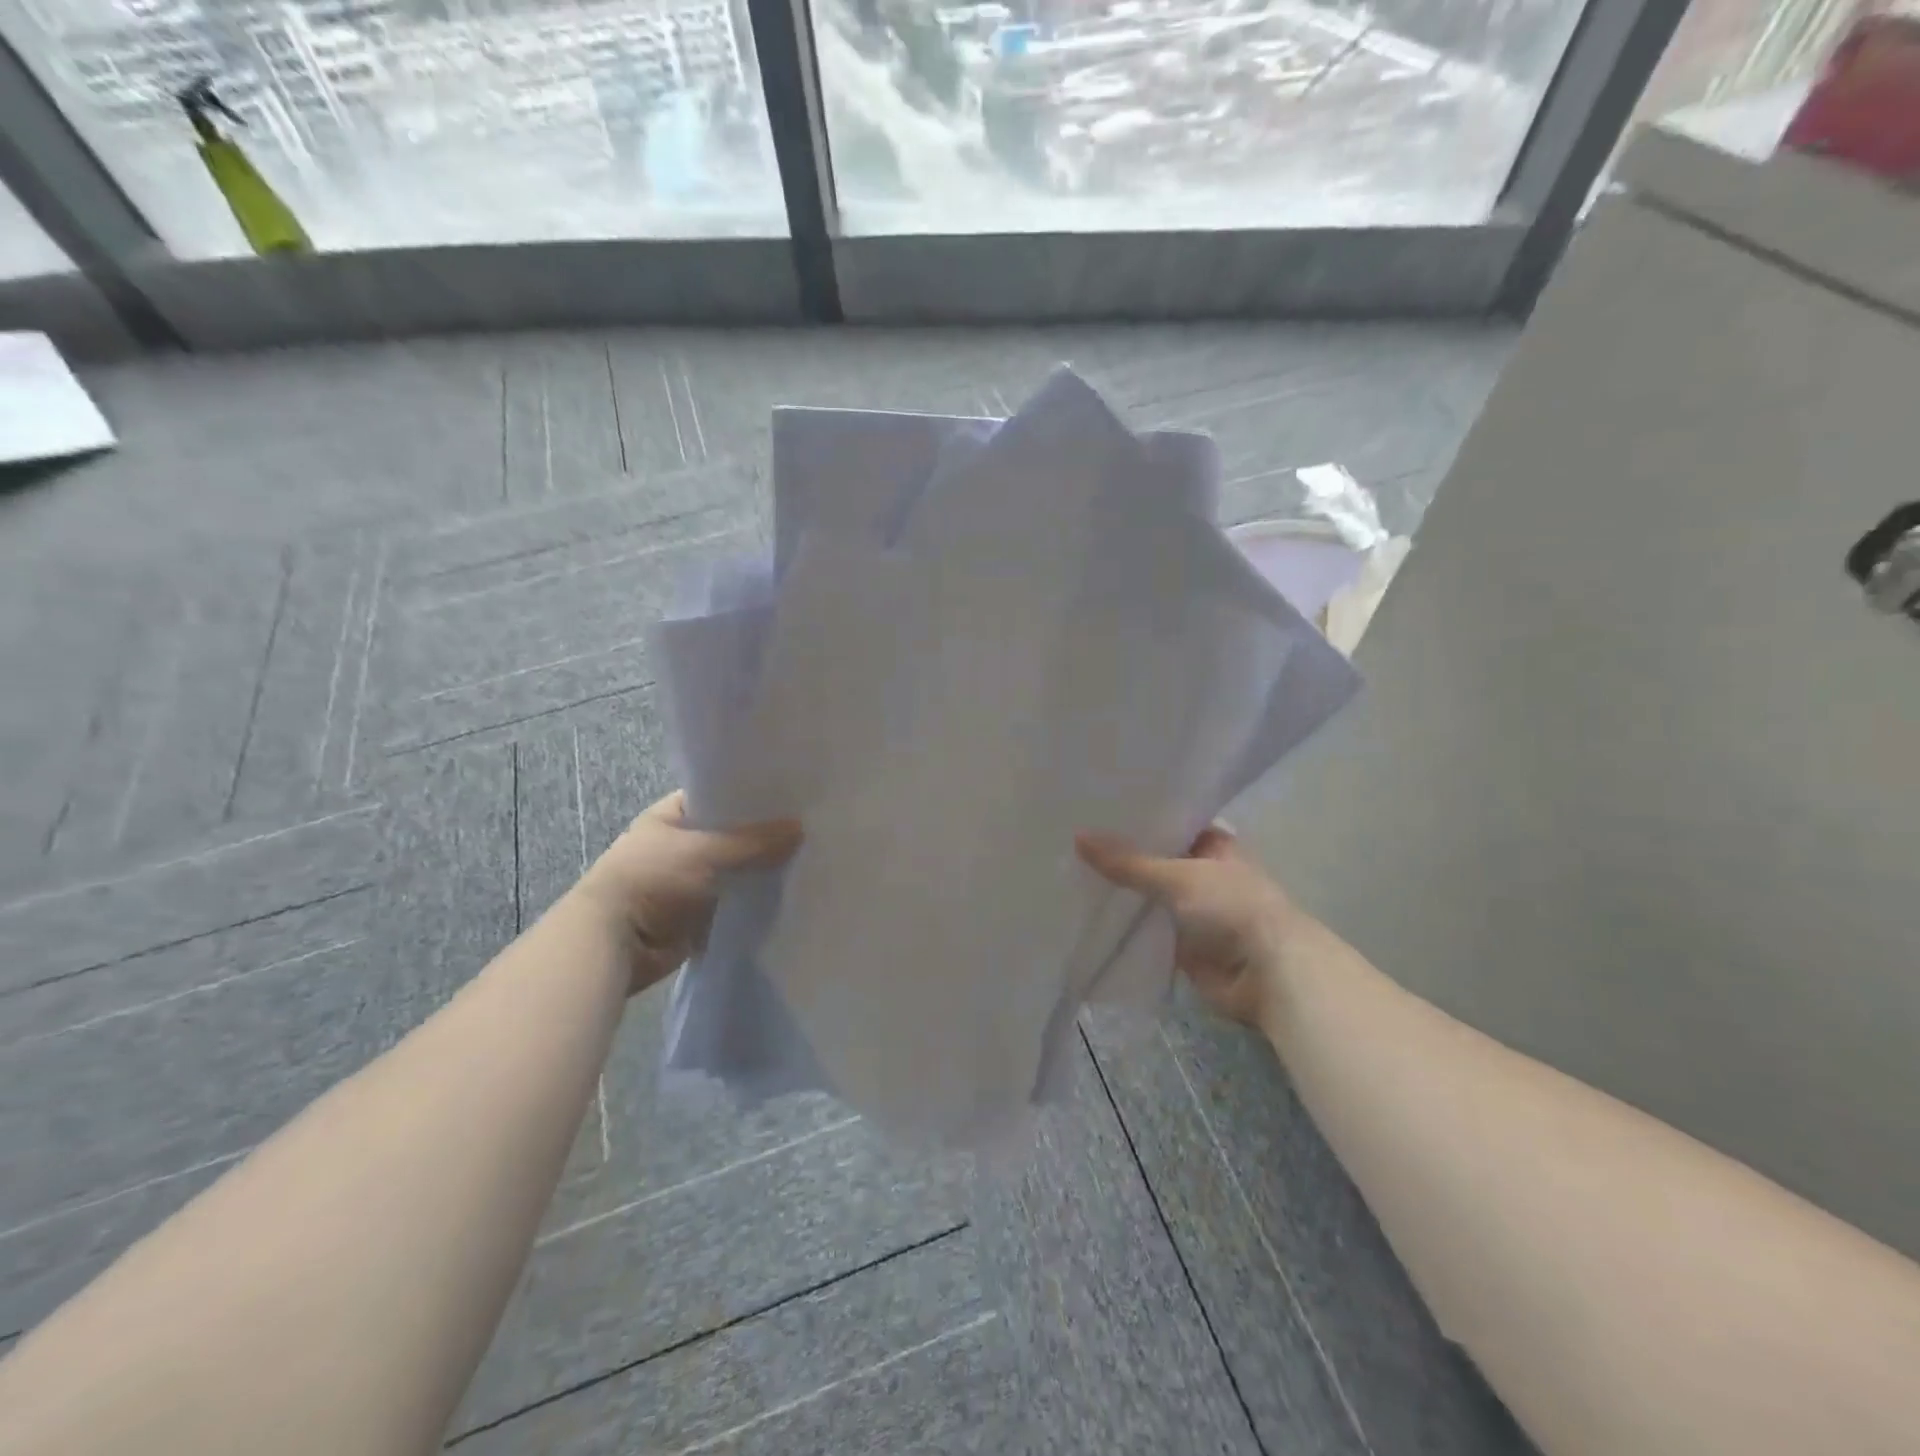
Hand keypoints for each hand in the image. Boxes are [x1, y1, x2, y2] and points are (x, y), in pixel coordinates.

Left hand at [575, 791, 801, 993]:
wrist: (613, 943)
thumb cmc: (651, 880)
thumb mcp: (704, 851)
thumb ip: (754, 841)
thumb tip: (801, 829)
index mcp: (671, 816)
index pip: (719, 796)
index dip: (752, 795)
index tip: (792, 795)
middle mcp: (680, 845)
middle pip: (732, 834)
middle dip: (765, 835)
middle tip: (811, 827)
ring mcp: (689, 880)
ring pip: (736, 869)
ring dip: (762, 870)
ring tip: (810, 857)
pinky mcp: (699, 914)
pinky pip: (734, 901)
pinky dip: (755, 899)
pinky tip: (791, 891)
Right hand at [1076, 825, 1301, 1029]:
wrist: (1268, 973)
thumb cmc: (1231, 907)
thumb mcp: (1177, 876)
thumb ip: (1127, 862)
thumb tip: (1078, 837)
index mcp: (1213, 845)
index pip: (1168, 823)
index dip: (1136, 818)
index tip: (1094, 809)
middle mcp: (1202, 873)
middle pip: (1154, 861)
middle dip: (1121, 857)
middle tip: (1070, 840)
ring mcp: (1192, 911)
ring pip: (1148, 897)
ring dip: (1120, 893)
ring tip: (1068, 873)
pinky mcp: (1181, 945)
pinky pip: (1146, 931)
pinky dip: (1123, 927)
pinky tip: (1085, 914)